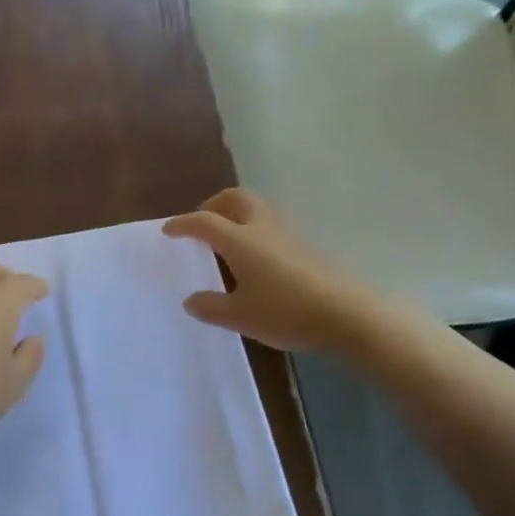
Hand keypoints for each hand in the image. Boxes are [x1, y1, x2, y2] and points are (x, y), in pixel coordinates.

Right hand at [162, 188, 361, 353]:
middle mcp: (261, 227)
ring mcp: (288, 233)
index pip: (204, 222)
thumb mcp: (240, 317)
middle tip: (202, 223)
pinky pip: (272, 224)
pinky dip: (255, 228)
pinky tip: (257, 256)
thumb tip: (190, 300)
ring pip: (256, 208)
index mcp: (239, 240)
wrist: (346, 314)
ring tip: (228, 238)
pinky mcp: (306, 245)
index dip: (182, 224)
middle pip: (234, 198)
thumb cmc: (285, 312)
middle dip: (213, 205)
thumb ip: (211, 307)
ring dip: (236, 213)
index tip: (168, 230)